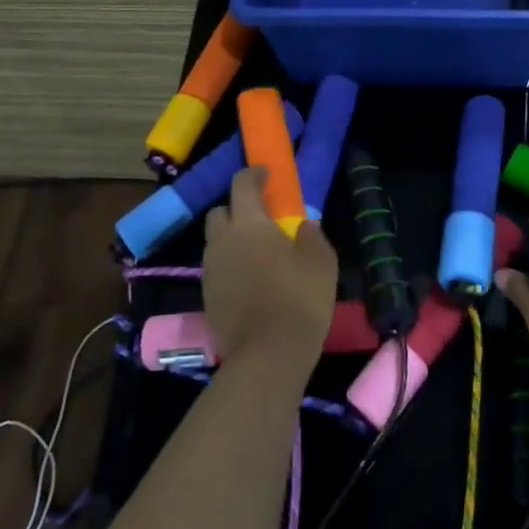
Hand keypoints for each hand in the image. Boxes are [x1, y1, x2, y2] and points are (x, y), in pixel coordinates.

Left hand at [202, 167, 337, 378]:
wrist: (268, 355)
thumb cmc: (299, 298)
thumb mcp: (321, 261)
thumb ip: (311, 236)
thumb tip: (303, 225)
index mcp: (249, 223)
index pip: (242, 185)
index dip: (253, 174)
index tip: (267, 173)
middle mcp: (223, 240)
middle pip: (220, 212)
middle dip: (237, 209)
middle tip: (261, 219)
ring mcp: (210, 269)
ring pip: (216, 242)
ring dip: (232, 239)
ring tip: (258, 254)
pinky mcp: (207, 296)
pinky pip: (217, 268)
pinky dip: (230, 266)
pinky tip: (251, 281)